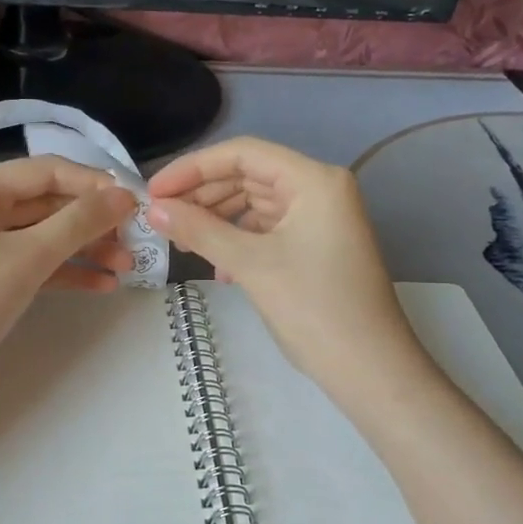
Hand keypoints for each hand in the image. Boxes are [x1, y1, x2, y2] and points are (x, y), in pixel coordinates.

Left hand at [0, 156, 135, 382]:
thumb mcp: (30, 257)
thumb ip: (80, 222)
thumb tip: (124, 194)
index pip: (49, 170)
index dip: (95, 184)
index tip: (136, 206)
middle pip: (48, 202)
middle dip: (93, 222)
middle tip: (135, 243)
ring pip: (43, 234)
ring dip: (84, 248)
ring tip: (126, 268)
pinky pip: (31, 262)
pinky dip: (64, 270)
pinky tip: (101, 285)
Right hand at [146, 138, 419, 398]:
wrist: (369, 369)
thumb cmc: (313, 308)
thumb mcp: (250, 264)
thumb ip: (199, 230)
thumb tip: (153, 208)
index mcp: (313, 180)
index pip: (243, 154)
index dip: (193, 168)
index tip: (154, 191)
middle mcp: (320, 190)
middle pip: (249, 176)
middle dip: (202, 195)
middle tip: (161, 218)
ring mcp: (320, 219)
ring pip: (255, 205)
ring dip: (217, 220)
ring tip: (182, 243)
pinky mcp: (316, 247)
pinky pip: (267, 230)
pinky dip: (238, 242)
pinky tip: (217, 268)